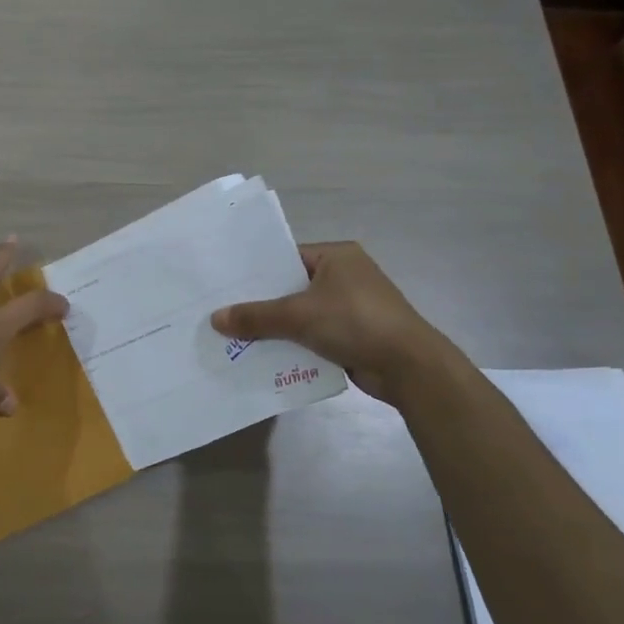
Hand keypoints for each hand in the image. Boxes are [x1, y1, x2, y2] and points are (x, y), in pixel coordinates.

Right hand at [211, 241, 449, 400]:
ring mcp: (351, 306)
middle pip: (291, 287)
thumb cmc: (355, 322)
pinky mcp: (353, 334)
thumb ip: (256, 316)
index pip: (286, 257)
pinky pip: (313, 334)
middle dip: (261, 303)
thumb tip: (215, 319)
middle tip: (223, 311)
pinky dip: (293, 344)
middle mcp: (345, 276)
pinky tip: (263, 355)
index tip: (225, 284)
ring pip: (301, 313)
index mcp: (337, 256)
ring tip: (235, 335)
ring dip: (275, 327)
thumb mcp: (298, 315)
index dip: (256, 272)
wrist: (409, 367)